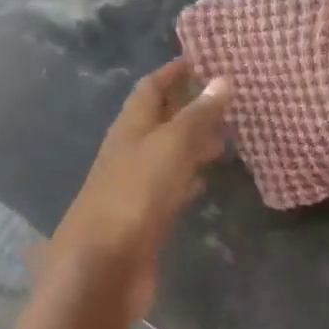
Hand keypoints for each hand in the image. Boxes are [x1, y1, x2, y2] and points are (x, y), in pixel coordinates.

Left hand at [46, 59, 233, 324]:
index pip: (151, 88)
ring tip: (226, 133)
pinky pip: (171, 188)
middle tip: (225, 97)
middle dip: (188, 105)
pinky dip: (189, 177)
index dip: (173, 72)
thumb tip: (222, 79)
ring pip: (168, 154)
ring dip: (192, 141)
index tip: (202, 59)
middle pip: (160, 119)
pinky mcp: (146, 218)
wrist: (103, 269)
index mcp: (130, 127)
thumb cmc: (134, 196)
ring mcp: (137, 186)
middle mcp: (131, 151)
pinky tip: (207, 179)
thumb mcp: (170, 147)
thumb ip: (197, 115)